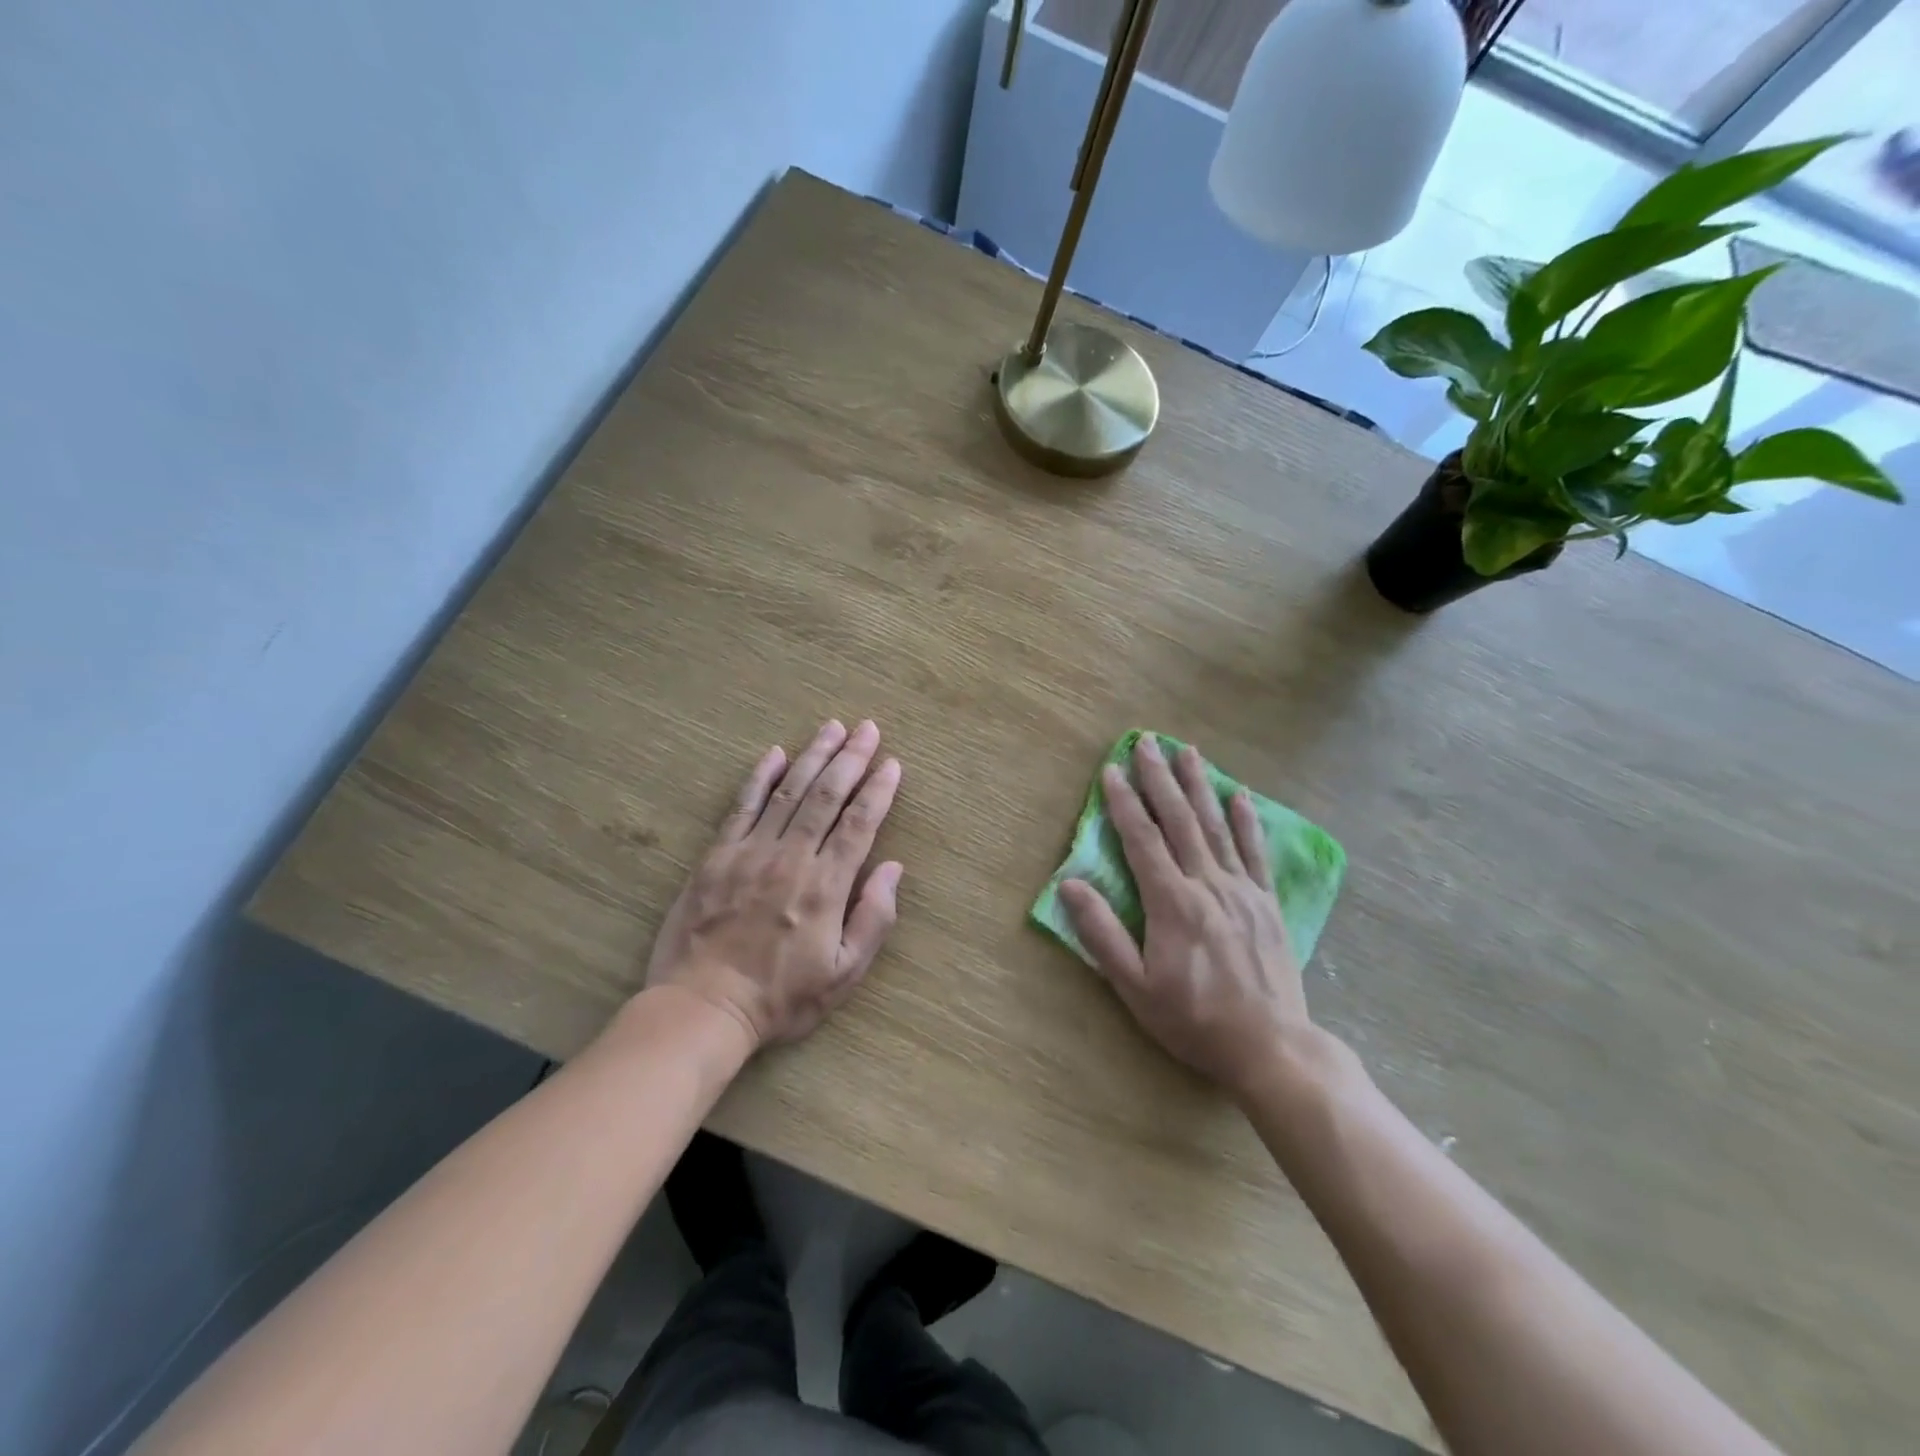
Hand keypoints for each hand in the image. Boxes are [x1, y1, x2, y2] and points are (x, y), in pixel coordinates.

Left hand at [645, 719, 902, 1051]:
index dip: (878, 790)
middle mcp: (791, 858)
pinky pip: (743, 807)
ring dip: (813, 756)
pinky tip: (775, 754)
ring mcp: (750, 852)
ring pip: (789, 792)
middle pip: (827, 796)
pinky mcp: (718, 856)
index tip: (892, 763)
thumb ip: (873, 919)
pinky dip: (760, 778)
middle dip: (851, 758)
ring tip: (832, 728)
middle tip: (868, 728)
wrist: (703, 1007)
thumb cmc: (781, 998)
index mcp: (826, 886)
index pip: (859, 824)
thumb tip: (893, 868)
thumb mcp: (844, 974)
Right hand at [1059, 735, 1315, 1098]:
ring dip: (1199, 785)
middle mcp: (1208, 884)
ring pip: (1216, 826)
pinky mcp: (1267, 902)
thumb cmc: (1193, 1019)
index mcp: (1172, 902)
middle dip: (1160, 778)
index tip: (1111, 769)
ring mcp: (1243, 890)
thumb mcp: (1134, 987)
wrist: (1270, 1047)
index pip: (1142, 839)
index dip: (1125, 803)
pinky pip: (1255, 851)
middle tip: (1147, 741)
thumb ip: (1101, 934)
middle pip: (1179, 820)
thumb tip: (1069, 884)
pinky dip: (1245, 820)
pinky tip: (1239, 795)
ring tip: (1188, 751)